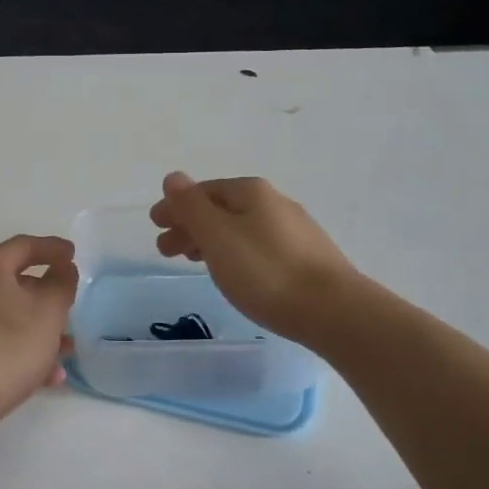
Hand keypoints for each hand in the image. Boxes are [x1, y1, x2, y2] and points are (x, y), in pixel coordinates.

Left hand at [0, 235, 78, 429]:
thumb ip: (61, 285)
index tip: (73, 255)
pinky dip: (20, 350)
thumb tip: (62, 269)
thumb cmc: (8, 347)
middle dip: (45, 294)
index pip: (22, 245)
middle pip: (12, 281)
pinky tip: (45, 376)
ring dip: (37, 328)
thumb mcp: (48, 312)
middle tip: (68, 303)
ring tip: (65, 349)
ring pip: (5, 316)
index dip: (52, 247)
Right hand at [149, 172, 360, 343]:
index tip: (155, 224)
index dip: (176, 206)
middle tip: (165, 250)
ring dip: (210, 240)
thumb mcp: (217, 236)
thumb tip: (174, 177)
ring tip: (193, 262)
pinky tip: (233, 271)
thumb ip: (191, 206)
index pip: (204, 191)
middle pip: (222, 209)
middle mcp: (275, 203)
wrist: (333, 311)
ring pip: (240, 228)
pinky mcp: (306, 258)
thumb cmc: (265, 272)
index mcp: (252, 193)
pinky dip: (234, 252)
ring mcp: (295, 231)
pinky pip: (257, 246)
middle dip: (190, 225)